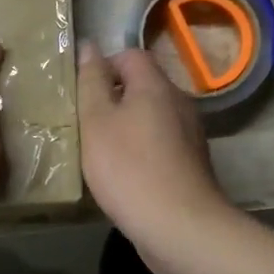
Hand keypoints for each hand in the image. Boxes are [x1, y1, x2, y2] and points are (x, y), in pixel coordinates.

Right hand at [76, 40, 226, 252]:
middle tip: (85, 124)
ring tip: (101, 151)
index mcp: (156, 85)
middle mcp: (179, 102)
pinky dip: (142, 150)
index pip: (130, 55)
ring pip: (151, 117)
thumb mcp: (96, 121)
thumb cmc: (129, 168)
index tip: (82, 95)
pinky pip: (161, 143)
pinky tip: (125, 175)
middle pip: (142, 86)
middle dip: (113, 100)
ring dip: (126, 127)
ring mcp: (190, 134)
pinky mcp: (192, 163)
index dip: (103, 67)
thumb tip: (89, 46)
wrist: (180, 227)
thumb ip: (91, 82)